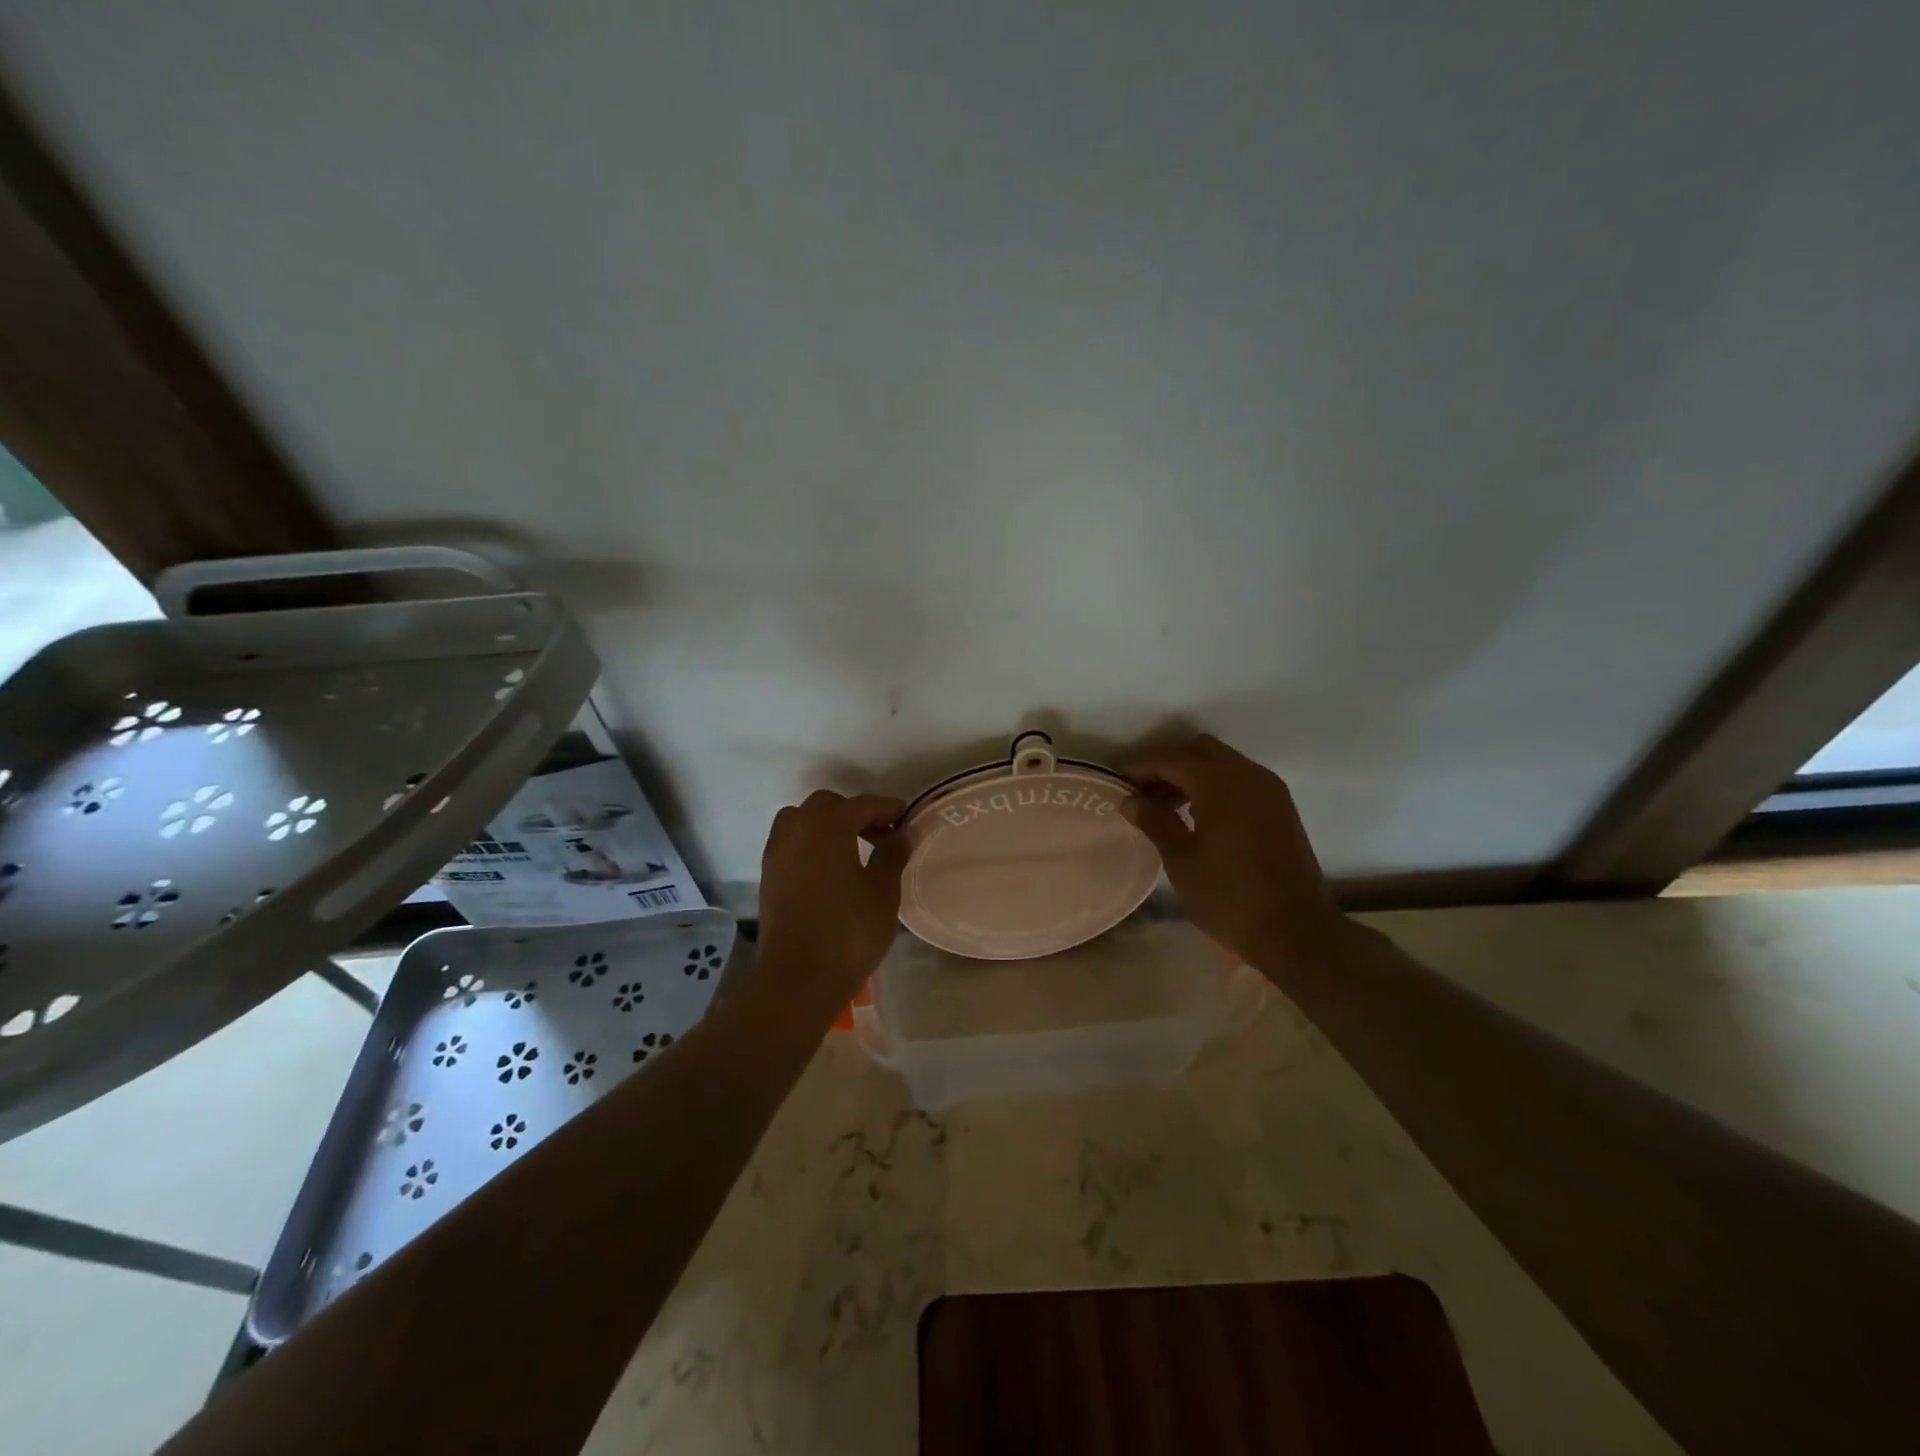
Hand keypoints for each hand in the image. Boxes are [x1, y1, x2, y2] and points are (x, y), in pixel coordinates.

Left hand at [756, 790, 909, 1007]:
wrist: (797, 980)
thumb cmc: (848, 932)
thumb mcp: (883, 891)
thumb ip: (893, 854)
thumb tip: (903, 832)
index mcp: (828, 826)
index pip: (863, 804)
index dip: (889, 809)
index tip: (909, 819)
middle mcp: (798, 828)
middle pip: (829, 805)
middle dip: (857, 813)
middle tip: (882, 835)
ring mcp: (778, 851)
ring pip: (803, 819)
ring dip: (829, 825)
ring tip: (855, 849)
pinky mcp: (769, 874)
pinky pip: (792, 841)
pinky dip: (812, 842)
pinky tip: (831, 868)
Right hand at [1121, 734, 1349, 973]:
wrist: (1295, 931)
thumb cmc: (1229, 895)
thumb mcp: (1181, 860)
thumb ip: (1155, 821)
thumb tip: (1131, 800)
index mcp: (1219, 783)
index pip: (1171, 759)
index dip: (1141, 766)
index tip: (1118, 781)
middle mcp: (1248, 775)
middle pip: (1200, 750)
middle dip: (1170, 764)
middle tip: (1146, 794)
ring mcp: (1270, 790)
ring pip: (1224, 763)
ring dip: (1194, 775)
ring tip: (1169, 808)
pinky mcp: (1282, 809)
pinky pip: (1242, 781)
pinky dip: (1217, 787)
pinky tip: (1201, 817)